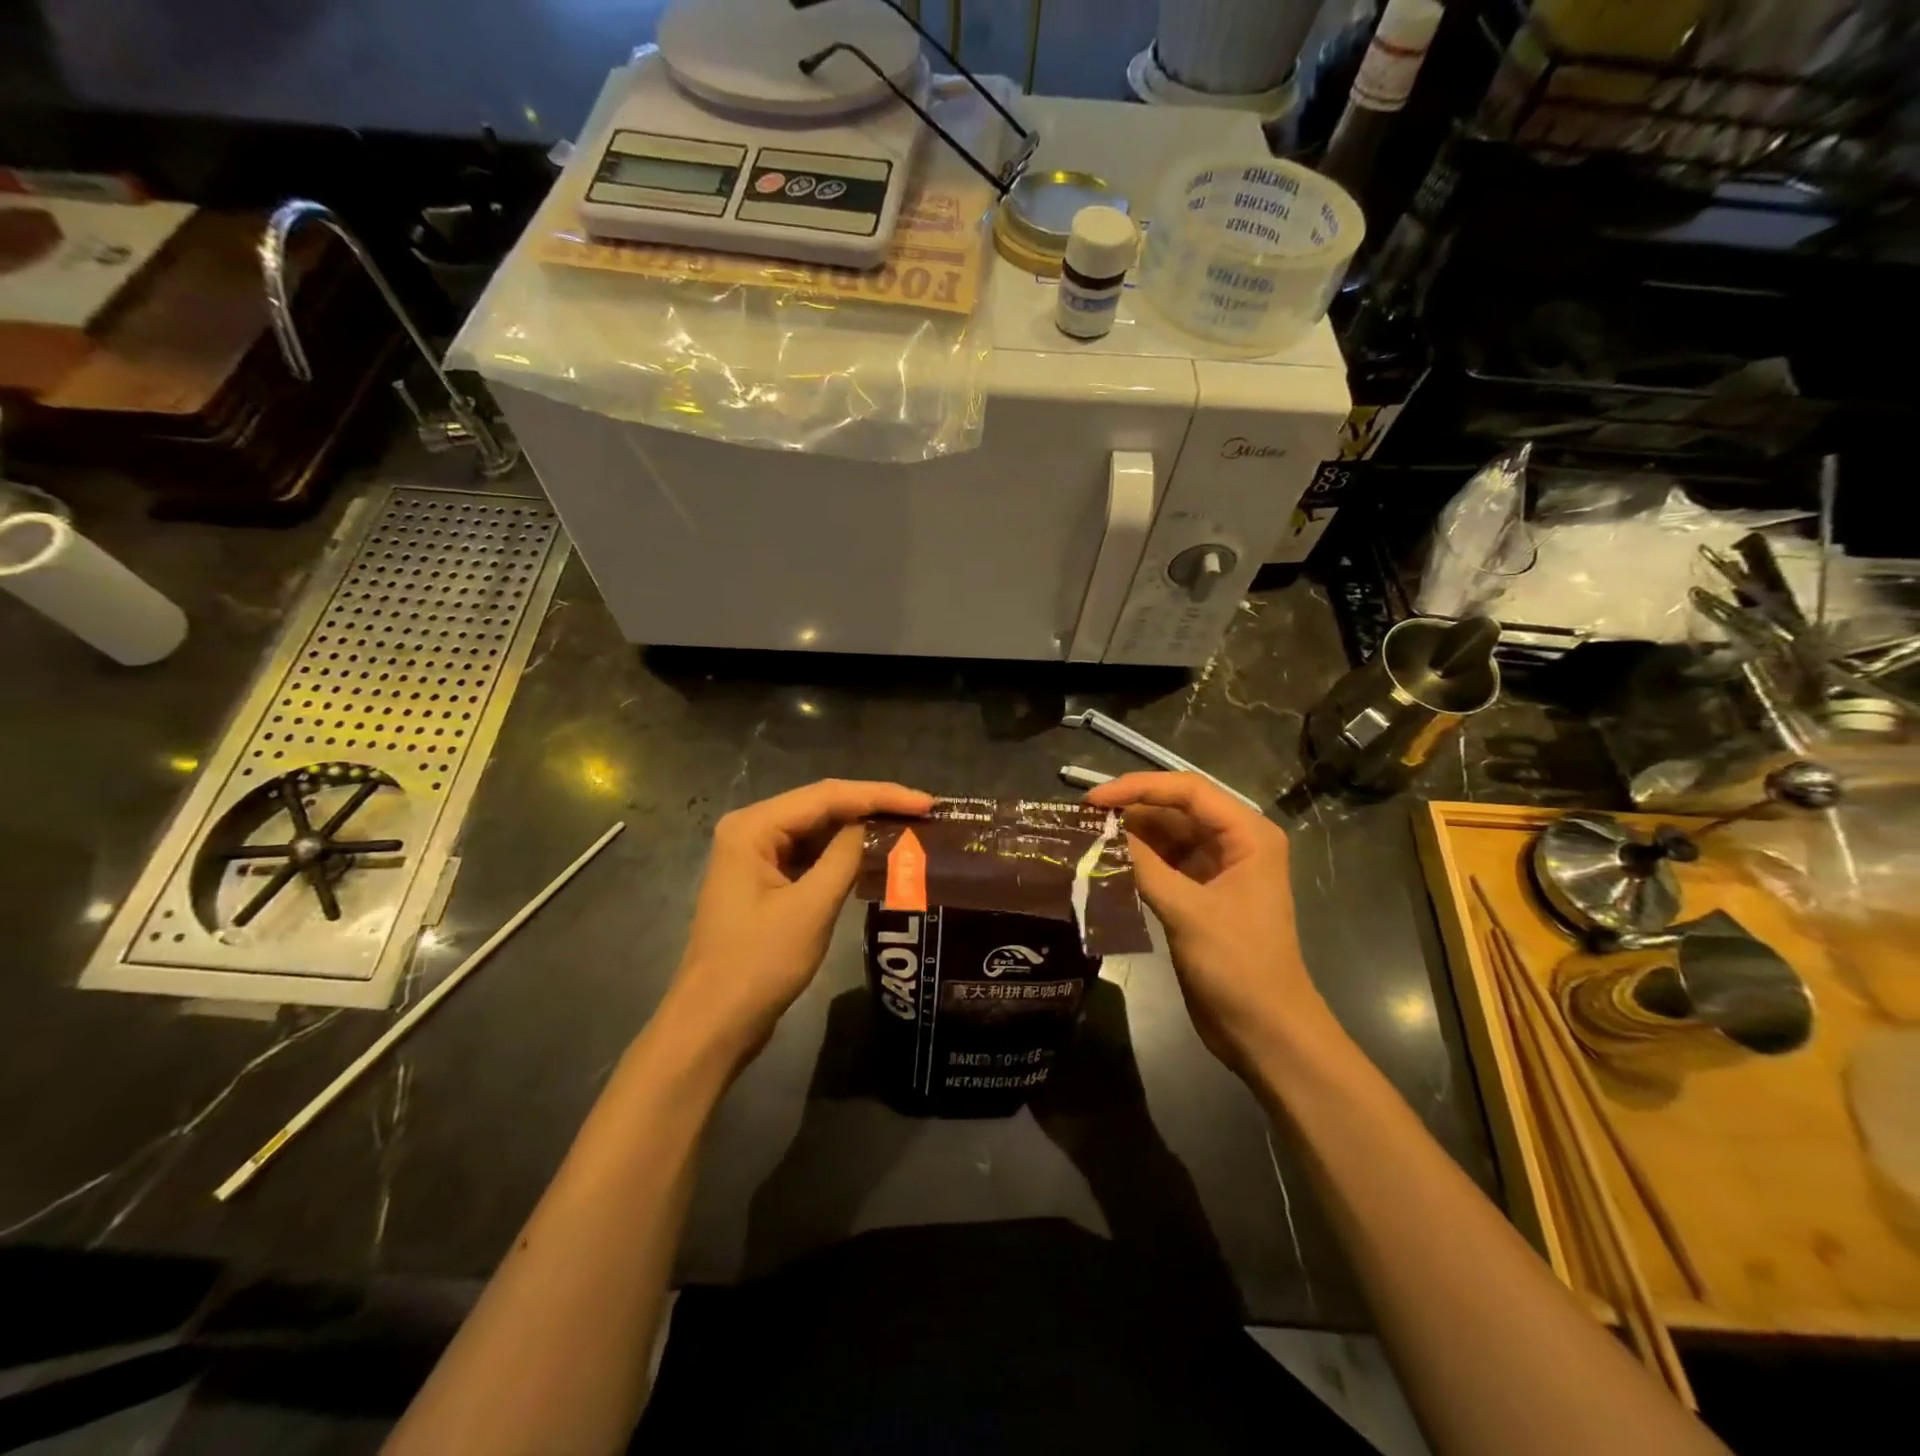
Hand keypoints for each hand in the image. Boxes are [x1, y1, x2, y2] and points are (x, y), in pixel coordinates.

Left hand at [663, 779, 932, 1065]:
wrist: (714, 1023)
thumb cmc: (759, 964)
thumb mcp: (811, 908)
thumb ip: (845, 857)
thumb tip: (877, 826)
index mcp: (753, 827)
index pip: (826, 795)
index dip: (880, 795)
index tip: (927, 803)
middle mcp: (751, 829)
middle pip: (822, 806)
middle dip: (873, 807)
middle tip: (925, 812)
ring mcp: (756, 855)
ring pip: (818, 829)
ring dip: (861, 829)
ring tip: (910, 827)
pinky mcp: (765, 880)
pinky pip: (811, 854)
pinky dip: (844, 853)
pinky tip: (876, 854)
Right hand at [1085, 773, 1334, 1079]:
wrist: (1265, 1032)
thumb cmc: (1238, 966)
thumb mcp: (1188, 911)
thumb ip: (1144, 865)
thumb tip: (1101, 832)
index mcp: (1247, 834)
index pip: (1188, 790)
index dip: (1138, 787)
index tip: (1092, 800)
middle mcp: (1234, 842)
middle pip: (1175, 809)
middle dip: (1129, 811)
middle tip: (1079, 819)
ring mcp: (1216, 868)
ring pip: (1165, 836)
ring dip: (1128, 836)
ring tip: (1083, 837)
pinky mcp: (1199, 894)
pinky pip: (1162, 863)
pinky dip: (1134, 861)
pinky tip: (1103, 863)